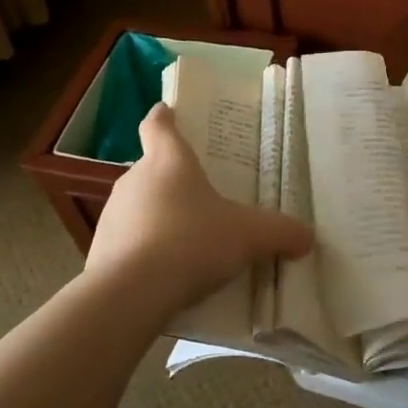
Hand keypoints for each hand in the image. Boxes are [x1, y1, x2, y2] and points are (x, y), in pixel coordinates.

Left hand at [86, 103, 312, 322]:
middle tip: (202, 196)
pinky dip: (143, 251)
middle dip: (173, 181)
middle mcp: (134, 179)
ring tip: (187, 242)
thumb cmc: (192, 242)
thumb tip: (307, 237)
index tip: (168, 112)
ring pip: (139, 206)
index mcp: (168, 160)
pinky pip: (127, 242)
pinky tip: (166, 274)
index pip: (158, 124)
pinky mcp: (99, 251)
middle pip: (152, 169)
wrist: (130, 295)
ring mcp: (112, 215)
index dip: (164, 116)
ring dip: (158, 218)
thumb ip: (280, 232)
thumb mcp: (248, 236)